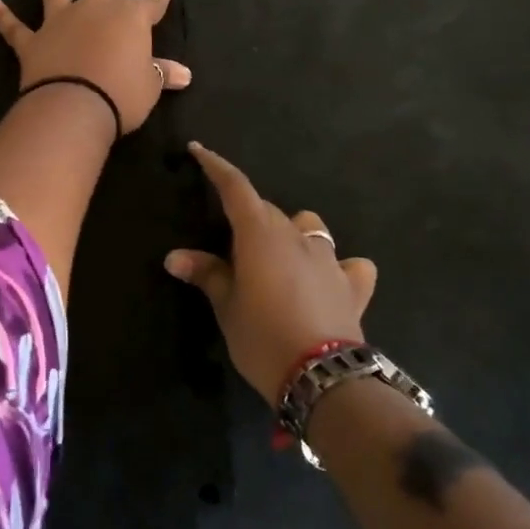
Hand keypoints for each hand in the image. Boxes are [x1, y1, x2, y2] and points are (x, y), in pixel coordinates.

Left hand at [0, 0, 191, 134]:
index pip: (152, 1)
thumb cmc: (121, 94)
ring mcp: (61, 22)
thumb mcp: (149, 86)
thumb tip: (185, 75)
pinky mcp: (32, 42)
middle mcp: (96, 11)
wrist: (75, 106)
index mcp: (131, 20)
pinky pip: (12, 26)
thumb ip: (162, 73)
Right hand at [165, 143, 378, 403]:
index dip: (216, 167)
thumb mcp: (226, 307)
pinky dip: (339, 267)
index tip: (199, 151)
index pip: (236, 188)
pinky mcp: (354, 286)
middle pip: (269, 212)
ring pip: (310, 228)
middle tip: (231, 246)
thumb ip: (207, 274)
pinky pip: (350, 264)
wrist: (323, 377)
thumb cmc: (262, 337)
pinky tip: (331, 280)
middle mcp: (297, 237)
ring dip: (293, 235)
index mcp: (260, 235)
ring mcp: (330, 259)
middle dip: (249, 217)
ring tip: (279, 259)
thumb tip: (175, 256)